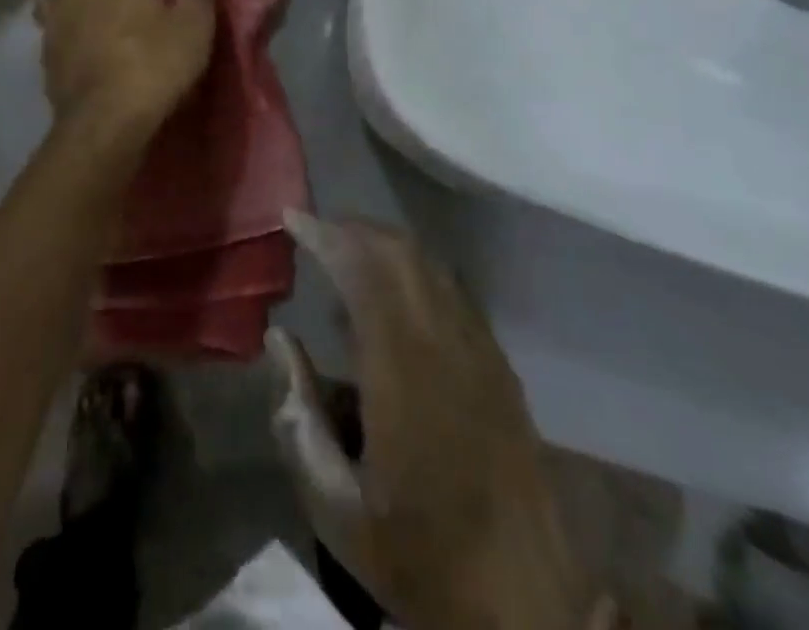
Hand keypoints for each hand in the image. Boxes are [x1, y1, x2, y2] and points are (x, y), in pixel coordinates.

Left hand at [35, 0, 215, 141]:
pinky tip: (75, 49)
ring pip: (48, 0)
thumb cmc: (156, 61)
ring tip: (82, 15)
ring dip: (62, 2)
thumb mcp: (194, 26)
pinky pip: (47, 34)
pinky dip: (58, 36)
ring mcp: (53, 23)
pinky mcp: (44, 57)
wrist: (108, 117)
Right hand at [270, 215, 592, 629]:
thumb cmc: (420, 554)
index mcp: (402, 370)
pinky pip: (450, 289)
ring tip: (345, 253)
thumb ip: (299, 417)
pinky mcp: (499, 363)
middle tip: (313, 230)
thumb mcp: (336, 507)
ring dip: (383, 244)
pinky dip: (413, 271)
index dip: (325, 235)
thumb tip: (280, 339)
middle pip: (398, 252)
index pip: (361, 271)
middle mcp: (444, 342)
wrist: (528, 603)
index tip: (292, 218)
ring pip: (428, 264)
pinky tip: (392, 296)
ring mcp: (479, 349)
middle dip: (351, 229)